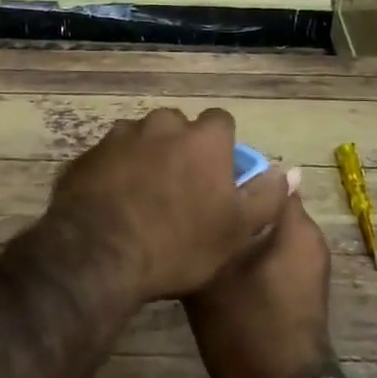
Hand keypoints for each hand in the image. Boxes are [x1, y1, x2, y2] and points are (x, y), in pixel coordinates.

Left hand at [46, 107, 291, 302]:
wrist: (99, 254)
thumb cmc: (179, 244)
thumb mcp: (236, 230)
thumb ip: (266, 196)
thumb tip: (289, 171)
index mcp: (202, 139)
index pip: (221, 122)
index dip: (222, 147)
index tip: (218, 174)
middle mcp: (161, 125)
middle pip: (178, 127)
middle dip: (181, 148)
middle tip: (180, 188)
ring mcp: (119, 137)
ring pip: (141, 139)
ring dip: (146, 157)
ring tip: (144, 197)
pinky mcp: (87, 155)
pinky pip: (109, 157)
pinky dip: (115, 171)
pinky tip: (113, 202)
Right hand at [183, 192, 336, 377]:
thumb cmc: (247, 324)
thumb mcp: (216, 271)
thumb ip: (213, 228)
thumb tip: (206, 195)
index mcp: (294, 225)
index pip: (263, 175)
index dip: (230, 172)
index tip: (198, 177)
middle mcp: (307, 237)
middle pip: (263, 203)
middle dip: (231, 202)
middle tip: (191, 204)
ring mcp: (307, 264)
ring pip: (264, 229)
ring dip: (236, 228)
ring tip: (198, 230)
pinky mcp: (300, 287)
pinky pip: (270, 251)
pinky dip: (246, 250)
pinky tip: (214, 260)